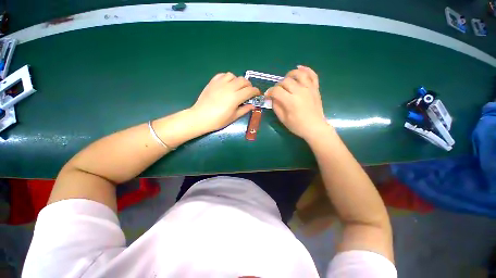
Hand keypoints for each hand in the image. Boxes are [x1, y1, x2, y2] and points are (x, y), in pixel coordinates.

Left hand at [190, 72, 260, 131]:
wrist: (200, 117)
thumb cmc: (218, 120)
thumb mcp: (233, 117)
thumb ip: (244, 109)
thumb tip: (253, 105)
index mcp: (235, 97)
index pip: (250, 90)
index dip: (256, 91)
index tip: (257, 94)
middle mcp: (229, 87)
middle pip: (243, 80)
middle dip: (249, 86)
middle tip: (248, 92)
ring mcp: (220, 83)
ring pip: (233, 76)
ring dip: (238, 81)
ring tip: (237, 88)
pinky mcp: (213, 82)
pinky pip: (223, 75)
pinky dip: (228, 78)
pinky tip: (227, 84)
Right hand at [266, 66, 328, 139]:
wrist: (315, 128)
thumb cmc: (297, 126)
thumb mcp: (283, 119)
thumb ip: (276, 106)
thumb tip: (272, 98)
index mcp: (290, 101)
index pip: (276, 91)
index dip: (269, 92)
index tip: (267, 96)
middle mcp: (300, 91)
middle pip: (285, 81)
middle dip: (278, 85)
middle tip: (277, 92)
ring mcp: (309, 88)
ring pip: (298, 74)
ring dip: (290, 74)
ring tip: (286, 79)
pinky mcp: (315, 88)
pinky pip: (312, 75)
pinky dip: (306, 69)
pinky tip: (299, 68)